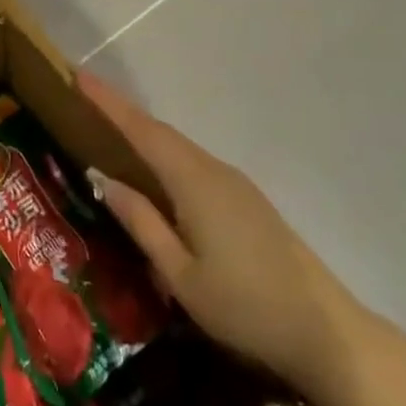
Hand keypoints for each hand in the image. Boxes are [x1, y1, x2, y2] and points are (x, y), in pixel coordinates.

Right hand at [79, 70, 360, 392]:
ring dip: (145, 136)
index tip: (80, 74)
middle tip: (85, 101)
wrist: (326, 331)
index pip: (142, 131)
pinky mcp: (246, 200)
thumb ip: (141, 222)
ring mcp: (235, 183)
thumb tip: (103, 178)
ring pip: (179, 149)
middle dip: (122, 114)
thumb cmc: (245, 307)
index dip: (109, 102)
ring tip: (110, 133)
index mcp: (194, 182)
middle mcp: (214, 170)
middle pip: (160, 133)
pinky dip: (166, 158)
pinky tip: (156, 176)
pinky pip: (194, 165)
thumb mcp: (181, 275)